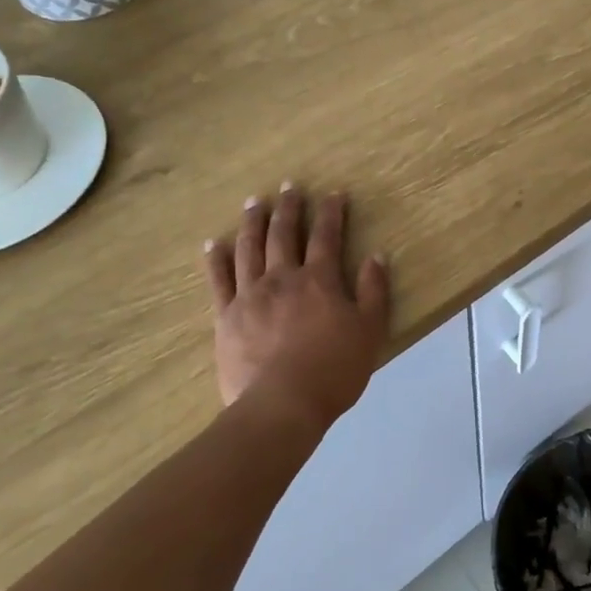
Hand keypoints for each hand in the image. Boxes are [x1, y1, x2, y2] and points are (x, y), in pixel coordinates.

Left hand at [204, 187, 390, 426]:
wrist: (282, 404)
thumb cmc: (334, 370)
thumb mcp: (370, 331)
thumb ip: (374, 291)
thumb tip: (376, 255)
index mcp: (320, 281)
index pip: (327, 237)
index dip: (331, 212)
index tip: (333, 193)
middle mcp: (283, 278)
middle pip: (284, 234)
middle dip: (289, 208)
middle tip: (289, 186)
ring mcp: (250, 295)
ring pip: (249, 248)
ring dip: (253, 222)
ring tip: (254, 202)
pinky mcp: (226, 316)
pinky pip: (218, 280)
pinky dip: (215, 259)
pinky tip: (213, 243)